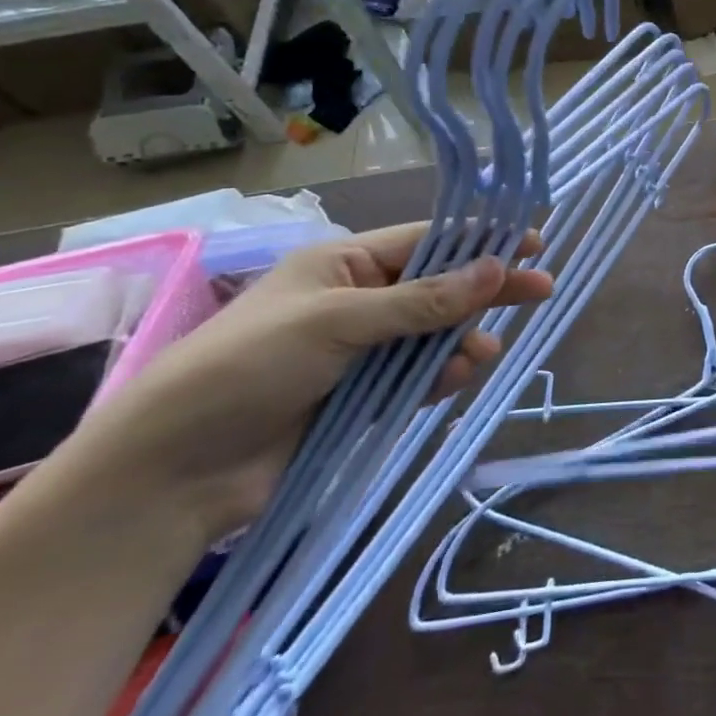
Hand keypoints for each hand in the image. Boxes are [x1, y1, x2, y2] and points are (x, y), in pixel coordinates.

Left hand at [60, 223, 552, 540]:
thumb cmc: (249, 368)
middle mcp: (357, 301)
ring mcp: (360, 352)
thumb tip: (497, 267)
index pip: (427, 242)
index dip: (480, 242)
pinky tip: (455, 381)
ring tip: (479, 357)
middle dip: (486, 290)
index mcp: (344, 264)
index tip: (532, 243)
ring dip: (462, 341)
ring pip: (434, 336)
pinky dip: (441, 377)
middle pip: (439, 287)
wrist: (172, 473)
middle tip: (542, 291)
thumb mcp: (338, 321)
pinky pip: (418, 377)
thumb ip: (423, 300)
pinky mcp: (361, 398)